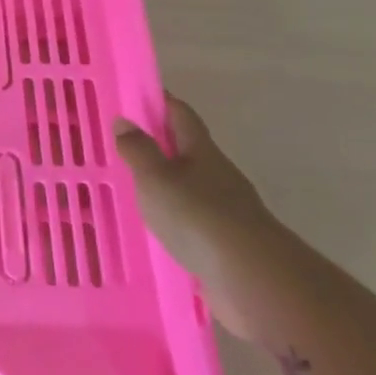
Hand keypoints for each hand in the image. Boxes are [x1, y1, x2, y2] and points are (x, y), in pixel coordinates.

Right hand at [115, 99, 293, 340]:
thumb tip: (124, 120)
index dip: (160, 102)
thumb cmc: (197, 216)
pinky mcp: (225, 243)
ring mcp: (225, 210)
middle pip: (188, 149)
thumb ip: (138, 150)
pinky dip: (174, 218)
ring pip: (190, 186)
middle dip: (160, 143)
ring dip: (166, 184)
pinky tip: (156, 228)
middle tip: (124, 145)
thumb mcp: (156, 178)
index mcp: (201, 151)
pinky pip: (192, 221)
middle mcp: (217, 174)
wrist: (251, 277)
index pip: (180, 114)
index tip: (136, 97)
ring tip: (133, 188)